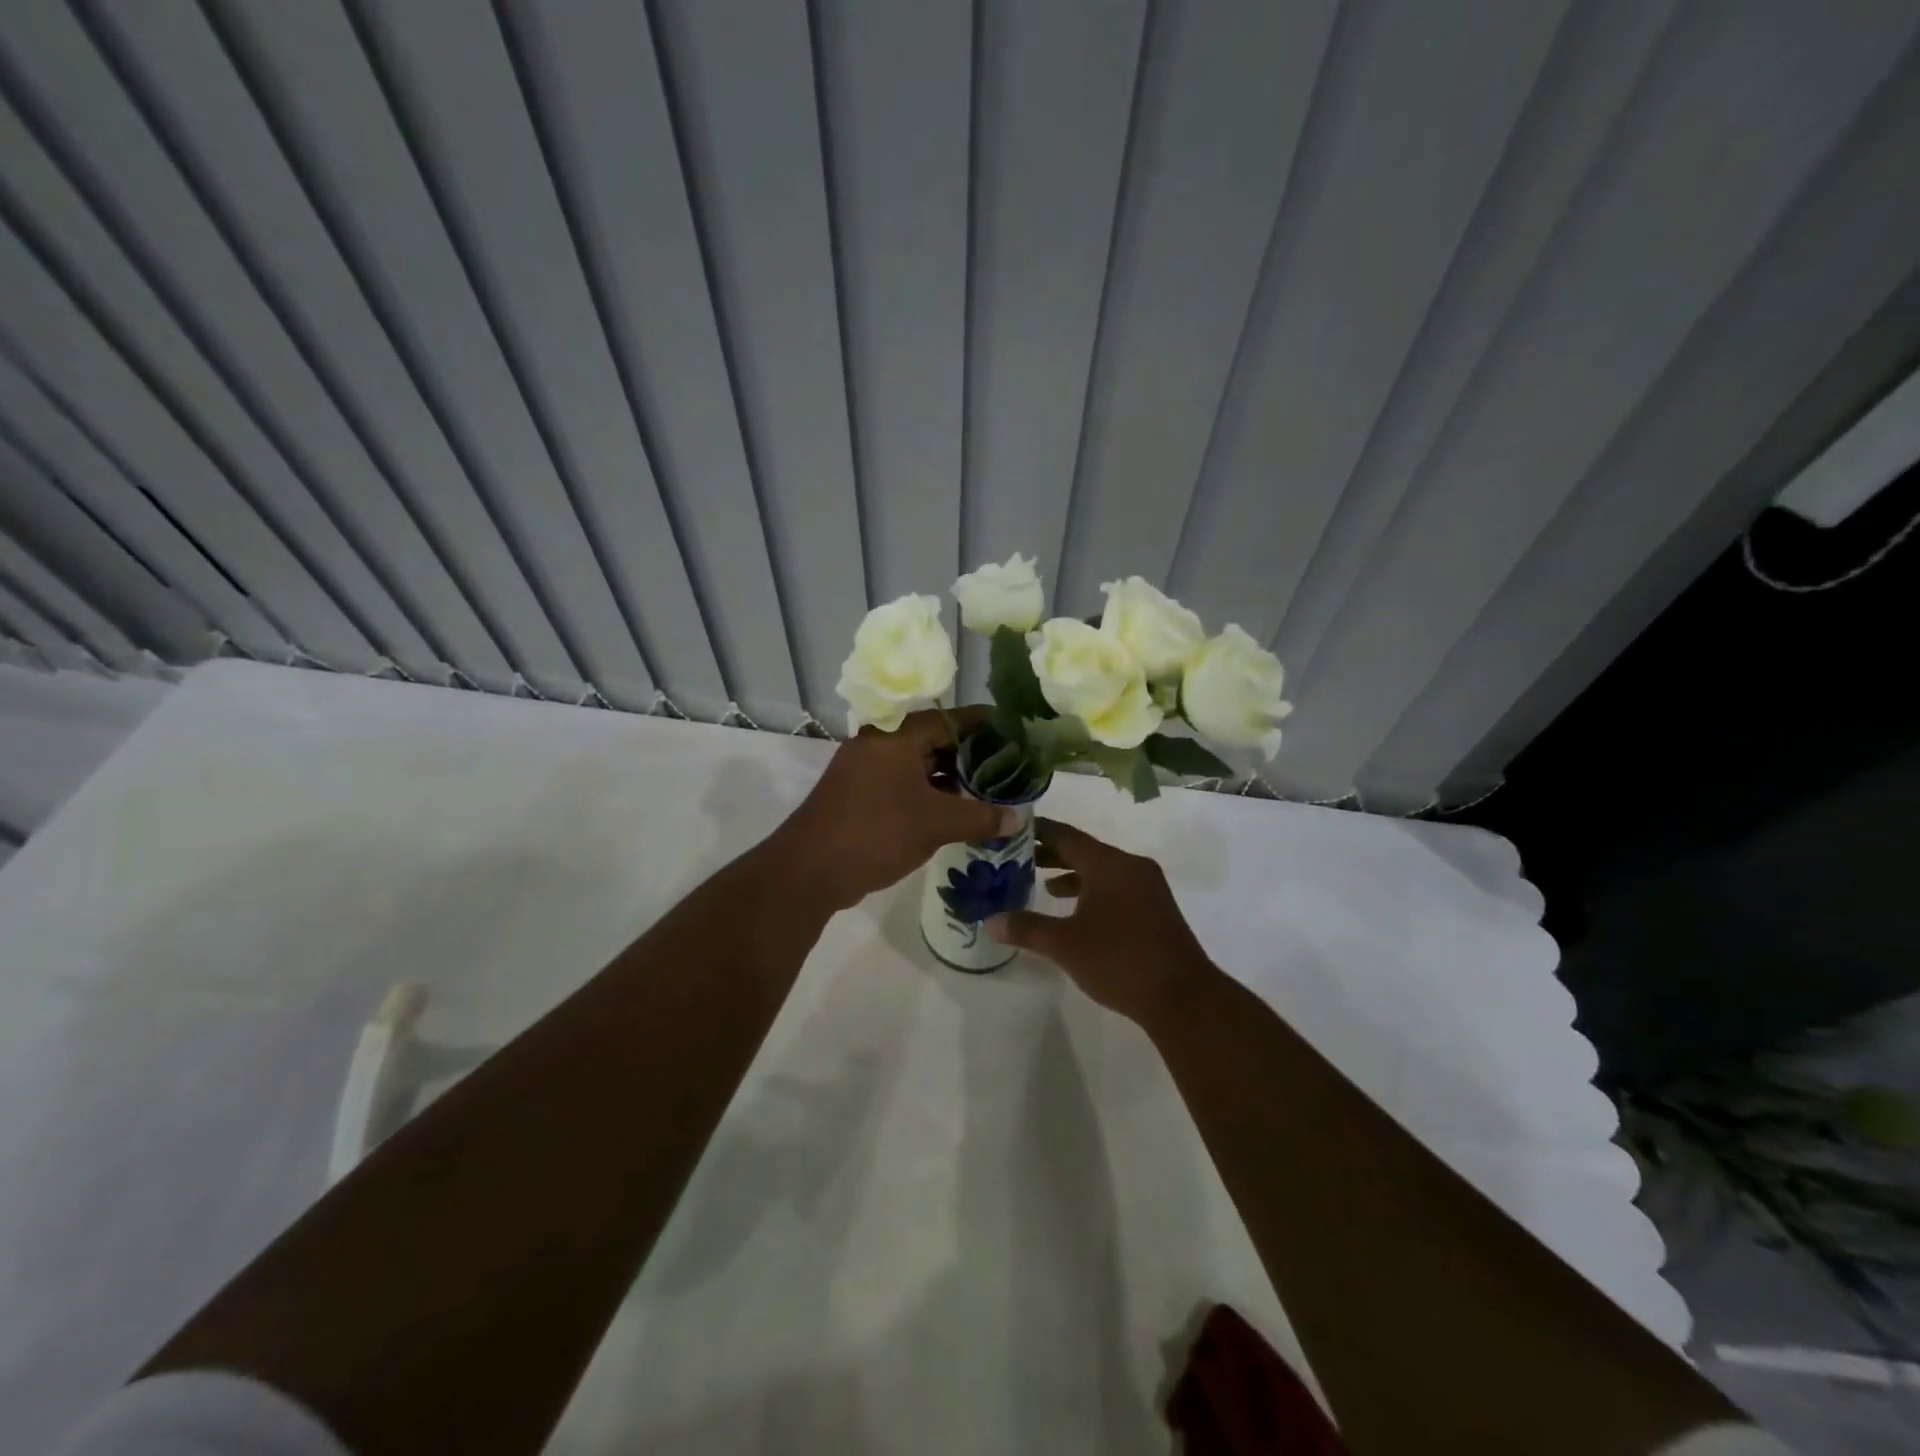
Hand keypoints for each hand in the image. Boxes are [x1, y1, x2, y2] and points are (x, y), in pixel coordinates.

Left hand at [770, 707, 1017, 911]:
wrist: (808, 870)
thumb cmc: (876, 833)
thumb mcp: (936, 824)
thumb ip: (981, 817)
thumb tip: (1019, 817)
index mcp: (897, 736)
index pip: (951, 718)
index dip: (985, 724)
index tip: (1016, 731)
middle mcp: (880, 743)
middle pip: (935, 740)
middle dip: (971, 755)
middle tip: (1008, 767)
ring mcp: (866, 769)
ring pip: (918, 764)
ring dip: (951, 778)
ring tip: (988, 791)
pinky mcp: (860, 794)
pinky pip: (903, 784)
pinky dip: (929, 793)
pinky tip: (955, 811)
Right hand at [986, 818, 1213, 1025]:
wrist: (1182, 996)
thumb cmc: (1119, 961)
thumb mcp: (1065, 945)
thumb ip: (1026, 928)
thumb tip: (989, 921)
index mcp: (1108, 864)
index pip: (1066, 835)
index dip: (1038, 831)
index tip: (1012, 829)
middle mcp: (1130, 866)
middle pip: (1084, 850)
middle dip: (1051, 854)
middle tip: (1018, 858)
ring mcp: (1148, 886)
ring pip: (1102, 870)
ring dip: (1072, 874)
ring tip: (1042, 884)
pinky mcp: (1156, 907)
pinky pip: (1117, 886)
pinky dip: (1093, 890)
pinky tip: (1077, 911)